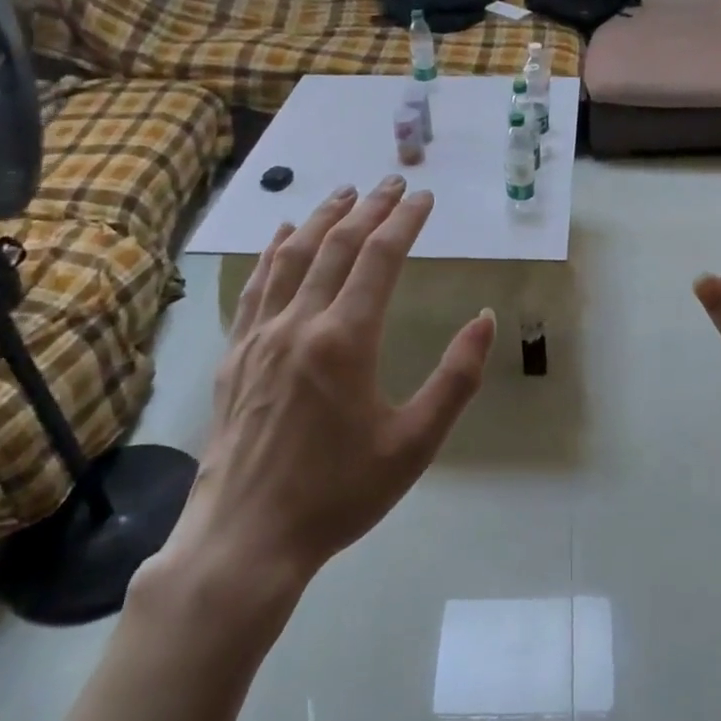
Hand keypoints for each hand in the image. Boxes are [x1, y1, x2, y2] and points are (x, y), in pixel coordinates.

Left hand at [159, 177, 496, 600]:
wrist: (246, 538)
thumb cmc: (339, 493)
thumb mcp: (415, 442)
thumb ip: (456, 377)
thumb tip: (485, 318)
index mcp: (345, 340)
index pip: (379, 258)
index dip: (404, 221)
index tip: (423, 197)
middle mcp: (299, 323)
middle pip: (336, 246)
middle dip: (368, 208)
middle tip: (392, 182)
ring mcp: (259, 336)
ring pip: (292, 257)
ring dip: (321, 218)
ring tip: (343, 193)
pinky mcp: (235, 354)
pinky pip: (256, 286)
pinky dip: (273, 252)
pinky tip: (282, 237)